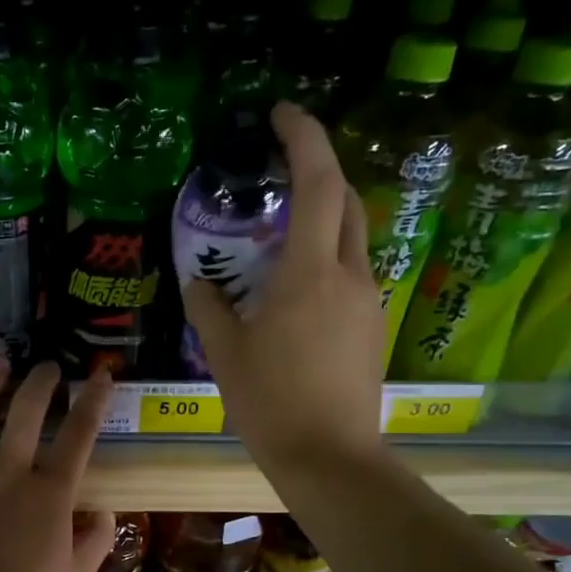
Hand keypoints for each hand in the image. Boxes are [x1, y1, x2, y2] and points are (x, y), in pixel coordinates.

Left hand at [0, 358, 115, 571]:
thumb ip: (96, 537)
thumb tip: (102, 509)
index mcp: (50, 493)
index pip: (78, 435)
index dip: (93, 400)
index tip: (101, 374)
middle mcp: (10, 474)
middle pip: (26, 413)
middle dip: (41, 382)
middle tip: (49, 367)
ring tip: (0, 364)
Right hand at [183, 102, 384, 472]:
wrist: (331, 458)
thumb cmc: (271, 404)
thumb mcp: (225, 355)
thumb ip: (209, 308)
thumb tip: (198, 282)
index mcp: (308, 274)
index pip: (318, 183)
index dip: (304, 137)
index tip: (281, 113)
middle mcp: (348, 276)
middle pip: (346, 201)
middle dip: (319, 170)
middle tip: (280, 169)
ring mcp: (368, 302)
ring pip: (352, 238)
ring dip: (323, 218)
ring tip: (281, 233)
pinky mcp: (372, 328)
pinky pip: (351, 274)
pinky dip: (326, 259)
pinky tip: (295, 288)